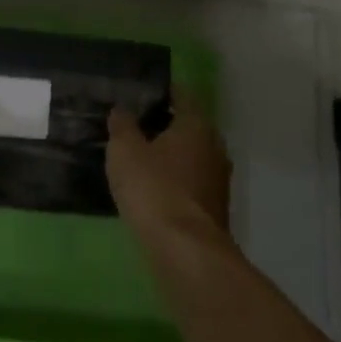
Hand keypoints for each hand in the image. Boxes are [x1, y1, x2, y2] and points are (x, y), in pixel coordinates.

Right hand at [106, 86, 233, 240]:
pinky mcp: (213, 207)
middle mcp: (214, 146)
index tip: (140, 91)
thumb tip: (122, 109)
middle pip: (188, 126)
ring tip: (138, 157)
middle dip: (163, 124)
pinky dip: (173, 180)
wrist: (185, 250)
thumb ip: (122, 125)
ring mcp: (218, 179)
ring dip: (169, 155)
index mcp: (197, 125)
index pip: (182, 95)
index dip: (161, 91)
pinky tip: (150, 188)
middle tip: (132, 124)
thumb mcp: (125, 151)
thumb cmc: (154, 189)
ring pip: (190, 156)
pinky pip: (189, 182)